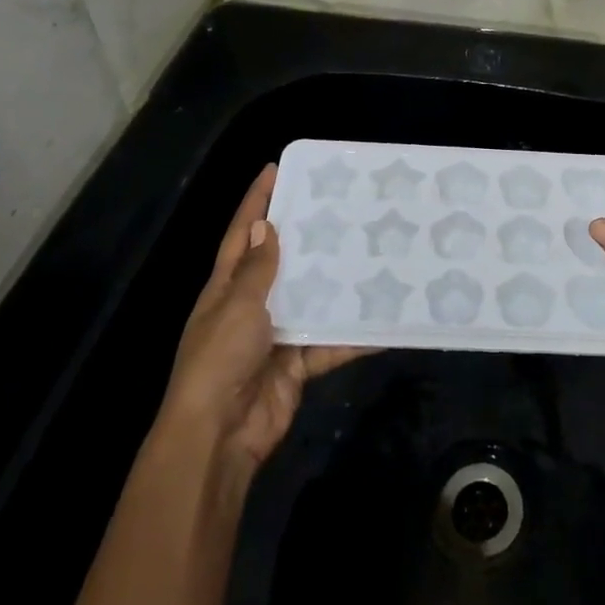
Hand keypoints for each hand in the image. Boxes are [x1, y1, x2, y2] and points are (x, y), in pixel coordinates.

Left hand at [159, 165, 364, 470]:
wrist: (220, 435)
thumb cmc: (220, 361)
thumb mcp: (236, 307)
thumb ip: (256, 270)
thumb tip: (263, 225)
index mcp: (226, 287)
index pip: (242, 233)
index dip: (256, 201)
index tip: (276, 168)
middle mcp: (250, 306)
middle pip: (281, 262)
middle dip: (305, 235)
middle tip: (341, 205)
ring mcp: (276, 335)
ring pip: (311, 299)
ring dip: (336, 282)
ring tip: (372, 251)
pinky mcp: (298, 363)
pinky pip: (330, 342)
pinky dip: (354, 335)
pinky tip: (384, 319)